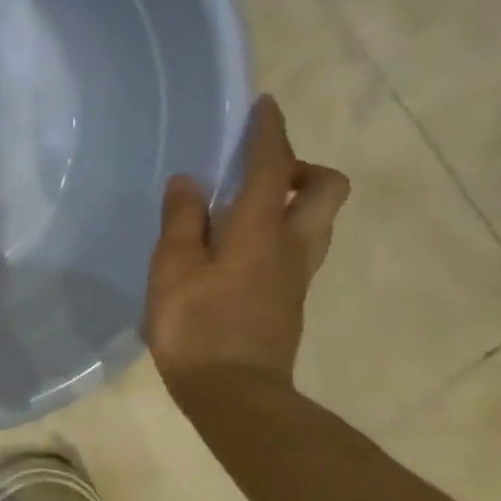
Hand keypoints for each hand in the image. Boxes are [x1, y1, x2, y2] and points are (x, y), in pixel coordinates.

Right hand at [144, 96, 348, 395]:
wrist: (234, 394)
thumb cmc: (197, 327)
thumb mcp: (173, 270)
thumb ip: (182, 221)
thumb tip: (190, 181)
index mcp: (261, 231)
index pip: (275, 167)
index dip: (270, 133)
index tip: (264, 106)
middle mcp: (292, 246)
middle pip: (327, 189)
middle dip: (301, 168)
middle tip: (260, 174)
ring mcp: (297, 276)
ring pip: (318, 221)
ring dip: (294, 201)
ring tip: (244, 210)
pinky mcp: (289, 301)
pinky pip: (297, 248)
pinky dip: (277, 233)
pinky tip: (236, 251)